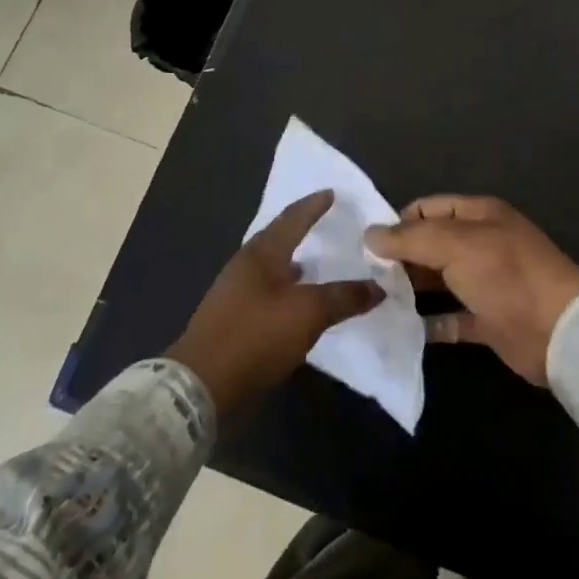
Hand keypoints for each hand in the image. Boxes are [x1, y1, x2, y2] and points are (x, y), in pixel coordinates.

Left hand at [168, 190, 383, 414]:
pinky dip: (287, 290)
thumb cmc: (255, 336)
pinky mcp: (232, 320)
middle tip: (326, 224)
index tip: (331, 192)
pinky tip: (298, 302)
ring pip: (271, 268)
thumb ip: (344, 296)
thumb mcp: (308, 313)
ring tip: (317, 263)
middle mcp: (245, 267)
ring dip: (294, 263)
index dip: (313, 205)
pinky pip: (267, 293)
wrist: (200, 386)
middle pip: (277, 240)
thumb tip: (378, 287)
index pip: (291, 219)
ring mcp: (234, 294)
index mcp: (260, 254)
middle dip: (301, 230)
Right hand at [365, 196, 578, 385]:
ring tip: (372, 302)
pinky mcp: (488, 320)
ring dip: (410, 290)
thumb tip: (370, 234)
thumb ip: (411, 238)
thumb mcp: (456, 245)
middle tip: (363, 277)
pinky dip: (428, 323)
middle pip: (431, 245)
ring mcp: (486, 283)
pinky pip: (450, 318)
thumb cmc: (506, 275)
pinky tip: (400, 329)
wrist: (558, 331)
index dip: (399, 222)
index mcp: (480, 215)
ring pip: (439, 282)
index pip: (429, 208)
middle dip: (400, 258)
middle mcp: (482, 245)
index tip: (367, 246)